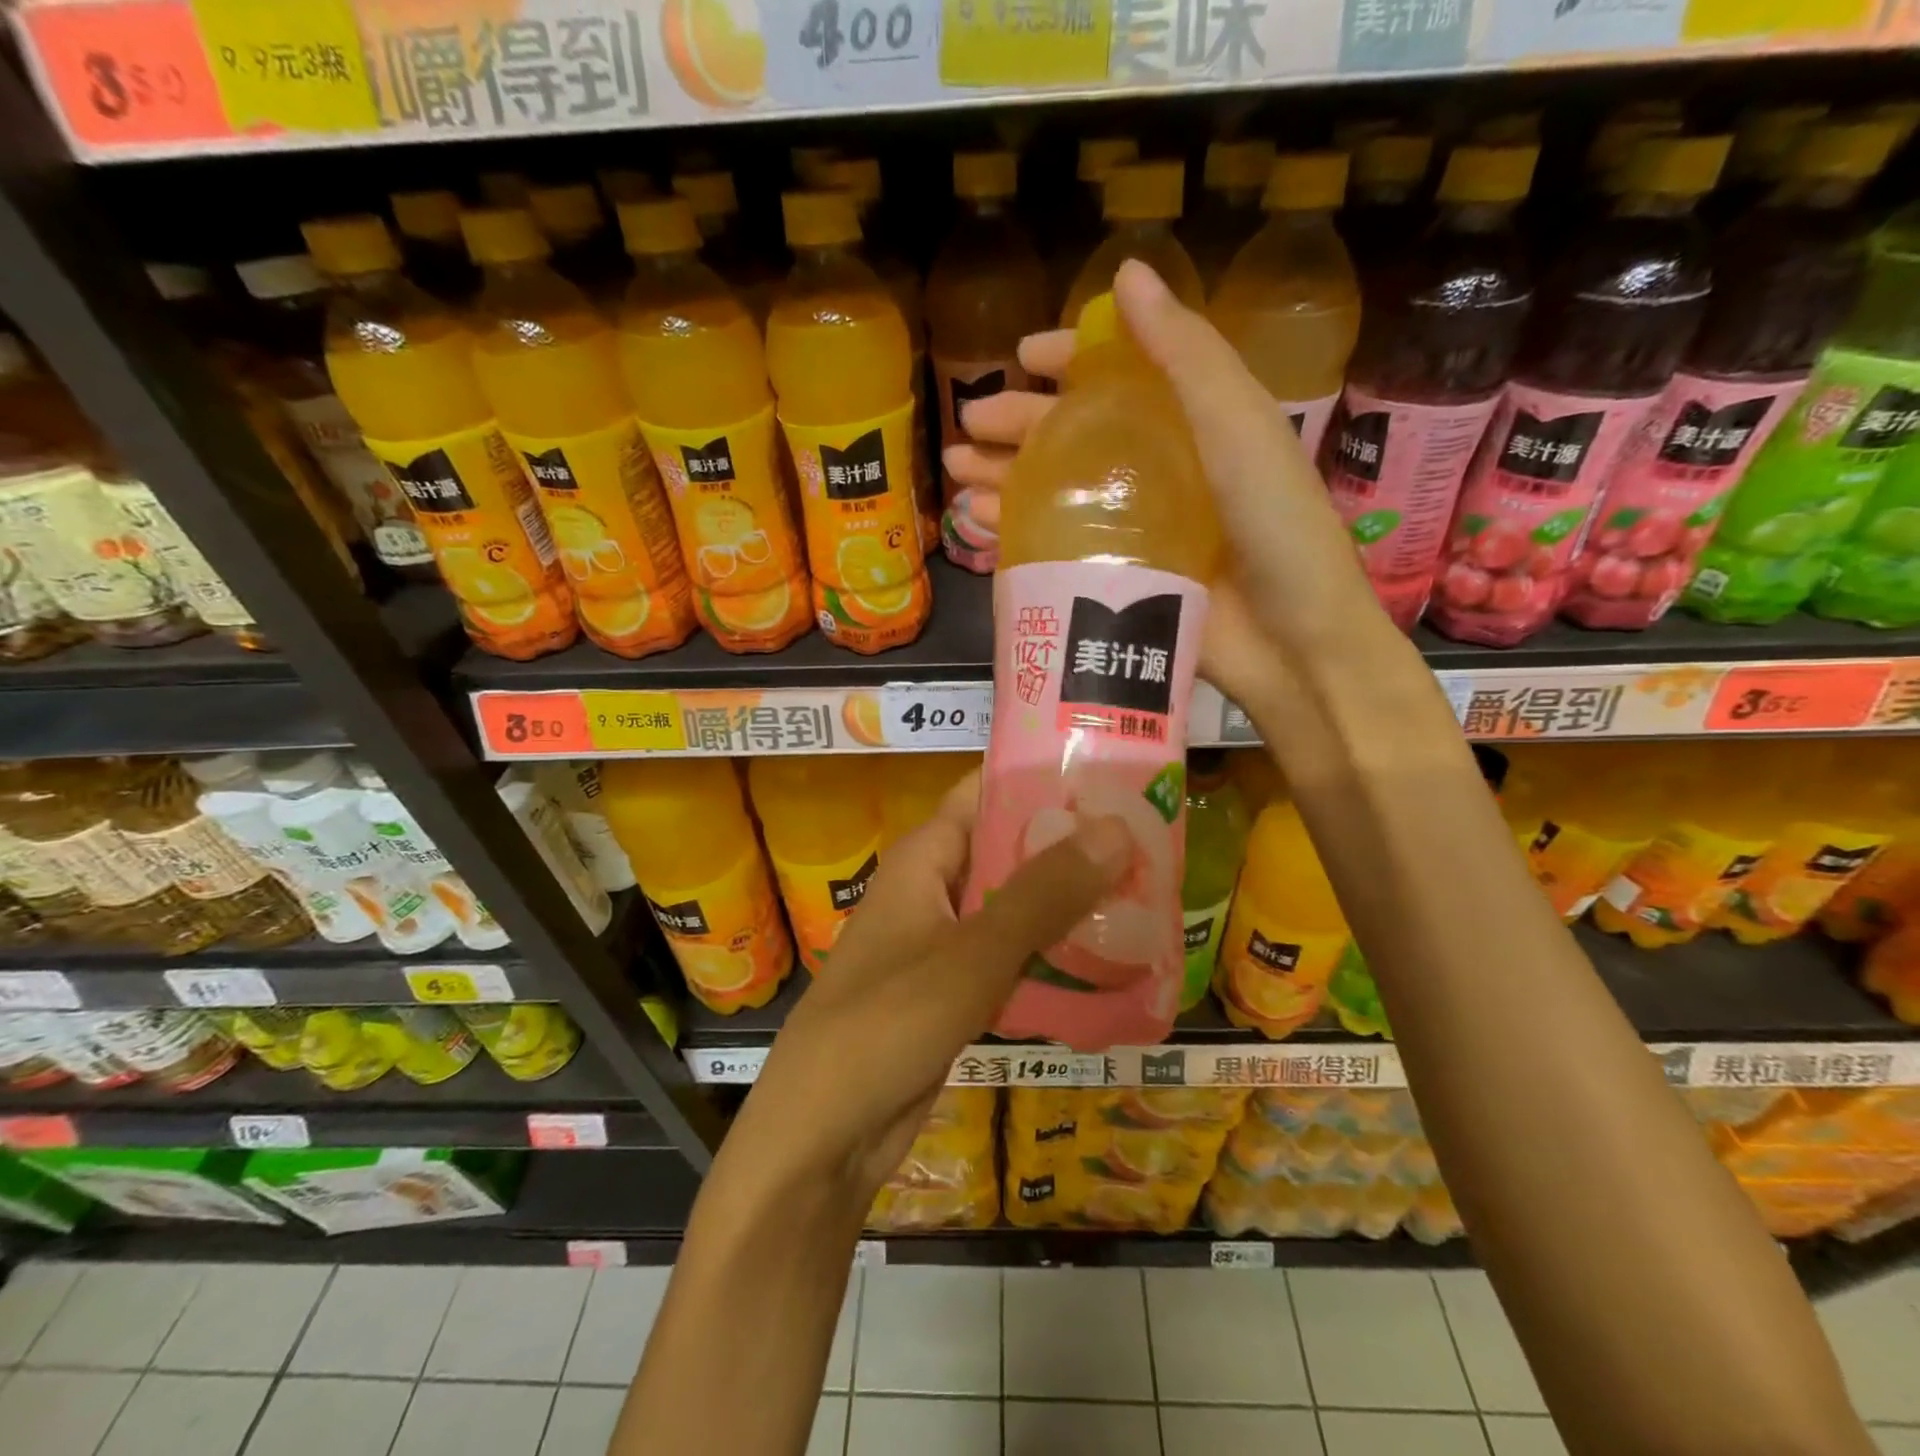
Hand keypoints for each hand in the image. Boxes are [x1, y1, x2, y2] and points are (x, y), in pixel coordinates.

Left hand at [721, 773, 1129, 1212]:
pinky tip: (1110, 963)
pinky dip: (1053, 956)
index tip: (1114, 776)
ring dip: (1070, 904)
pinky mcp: (956, 992)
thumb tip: (1116, 828)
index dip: (1044, 779)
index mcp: (924, 857)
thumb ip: (1043, 893)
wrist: (822, 1138)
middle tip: (1152, 840)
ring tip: (1148, 895)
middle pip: (1009, 849)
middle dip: (1072, 846)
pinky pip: (1013, 958)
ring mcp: (944, 943)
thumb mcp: (972, 954)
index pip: (987, 793)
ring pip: (1016, 907)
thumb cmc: (886, 1025)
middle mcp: (934, 889)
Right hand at [944, 259, 1390, 732]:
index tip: (1021, 355)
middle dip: (1016, 423)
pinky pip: (1054, 544)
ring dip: (1003, 475)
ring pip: (1054, 489)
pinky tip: (979, 521)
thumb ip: (1184, 354)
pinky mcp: (1114, 577)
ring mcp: (1130, 527)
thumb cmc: (1273, 523)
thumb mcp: (1236, 425)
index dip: (1069, 358)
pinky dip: (1015, 530)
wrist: (1291, 639)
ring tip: (955, 471)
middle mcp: (1154, 468)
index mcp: (1188, 422)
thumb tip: (1126, 273)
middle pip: (1073, 434)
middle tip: (967, 423)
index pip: (1118, 376)